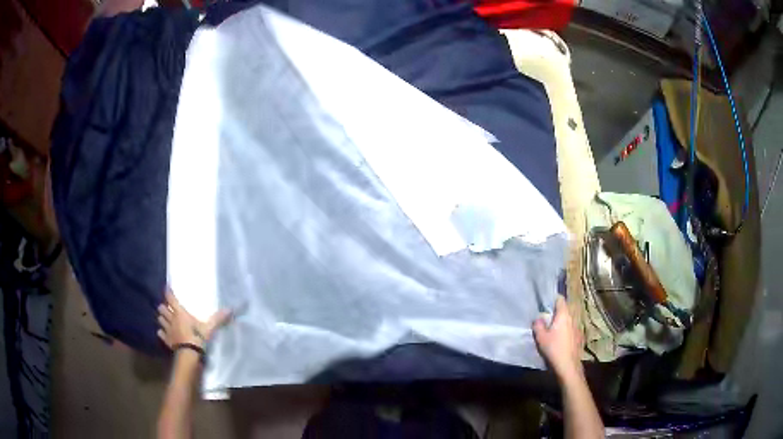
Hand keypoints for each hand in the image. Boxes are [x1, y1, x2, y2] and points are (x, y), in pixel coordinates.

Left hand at [157, 289, 231, 349]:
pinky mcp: (166, 340)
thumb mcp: (209, 328)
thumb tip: (231, 309)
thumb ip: (218, 318)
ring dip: (162, 318)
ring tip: (165, 319)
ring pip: (160, 320)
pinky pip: (161, 333)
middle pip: (162, 308)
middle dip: (164, 307)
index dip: (168, 293)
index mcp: (180, 312)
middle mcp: (171, 318)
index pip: (171, 299)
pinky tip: (164, 332)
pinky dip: (162, 332)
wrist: (189, 354)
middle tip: (167, 307)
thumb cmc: (198, 337)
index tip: (167, 288)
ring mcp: (168, 330)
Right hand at [533, 296, 583, 382]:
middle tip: (545, 316)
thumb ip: (538, 325)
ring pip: (567, 319)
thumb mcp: (541, 337)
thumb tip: (538, 317)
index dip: (553, 298)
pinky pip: (570, 328)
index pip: (560, 299)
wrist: (568, 365)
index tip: (545, 302)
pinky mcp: (578, 336)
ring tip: (552, 327)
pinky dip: (565, 329)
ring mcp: (577, 327)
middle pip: (564, 309)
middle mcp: (572, 318)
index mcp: (563, 315)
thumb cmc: (554, 348)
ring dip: (560, 321)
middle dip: (556, 311)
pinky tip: (559, 338)